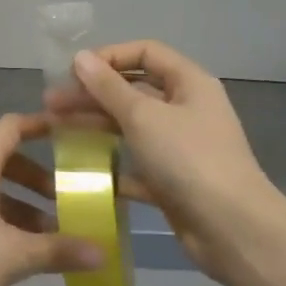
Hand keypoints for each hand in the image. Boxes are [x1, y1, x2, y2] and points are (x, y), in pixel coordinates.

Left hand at [0, 115, 103, 285]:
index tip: (67, 132)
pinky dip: (0, 216)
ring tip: (47, 233)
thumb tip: (102, 253)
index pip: (10, 128)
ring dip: (19, 204)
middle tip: (65, 198)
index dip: (38, 125)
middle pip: (2, 159)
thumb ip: (57, 250)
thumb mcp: (14, 255)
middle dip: (36, 178)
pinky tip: (15, 249)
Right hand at [48, 41, 283, 281]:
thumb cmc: (189, 160)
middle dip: (92, 94)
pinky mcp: (173, 181)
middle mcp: (186, 109)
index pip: (145, 53)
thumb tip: (80, 57)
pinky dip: (111, 163)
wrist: (234, 232)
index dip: (109, 56)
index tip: (74, 71)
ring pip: (131, 126)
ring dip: (95, 125)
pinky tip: (81, 168)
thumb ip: (108, 87)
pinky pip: (136, 163)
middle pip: (133, 90)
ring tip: (56, 129)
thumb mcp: (143, 116)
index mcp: (189, 83)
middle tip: (52, 103)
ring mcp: (181, 146)